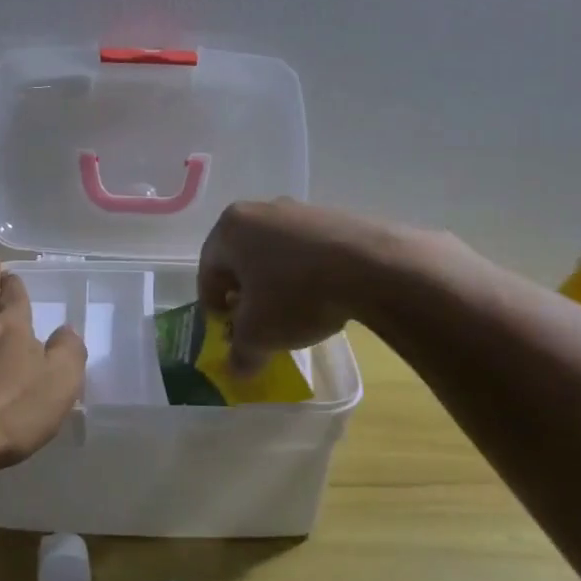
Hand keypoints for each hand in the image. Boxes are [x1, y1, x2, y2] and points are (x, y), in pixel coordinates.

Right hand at [198, 199, 396, 374]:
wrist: (373, 267)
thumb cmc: (296, 294)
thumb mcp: (259, 335)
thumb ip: (241, 353)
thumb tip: (237, 370)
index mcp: (230, 228)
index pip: (207, 271)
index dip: (212, 305)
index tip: (226, 330)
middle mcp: (260, 210)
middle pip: (241, 258)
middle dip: (245, 292)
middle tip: (255, 322)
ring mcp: (300, 210)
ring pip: (275, 253)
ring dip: (276, 282)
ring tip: (292, 313)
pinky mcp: (335, 217)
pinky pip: (308, 250)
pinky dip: (307, 273)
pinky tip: (323, 297)